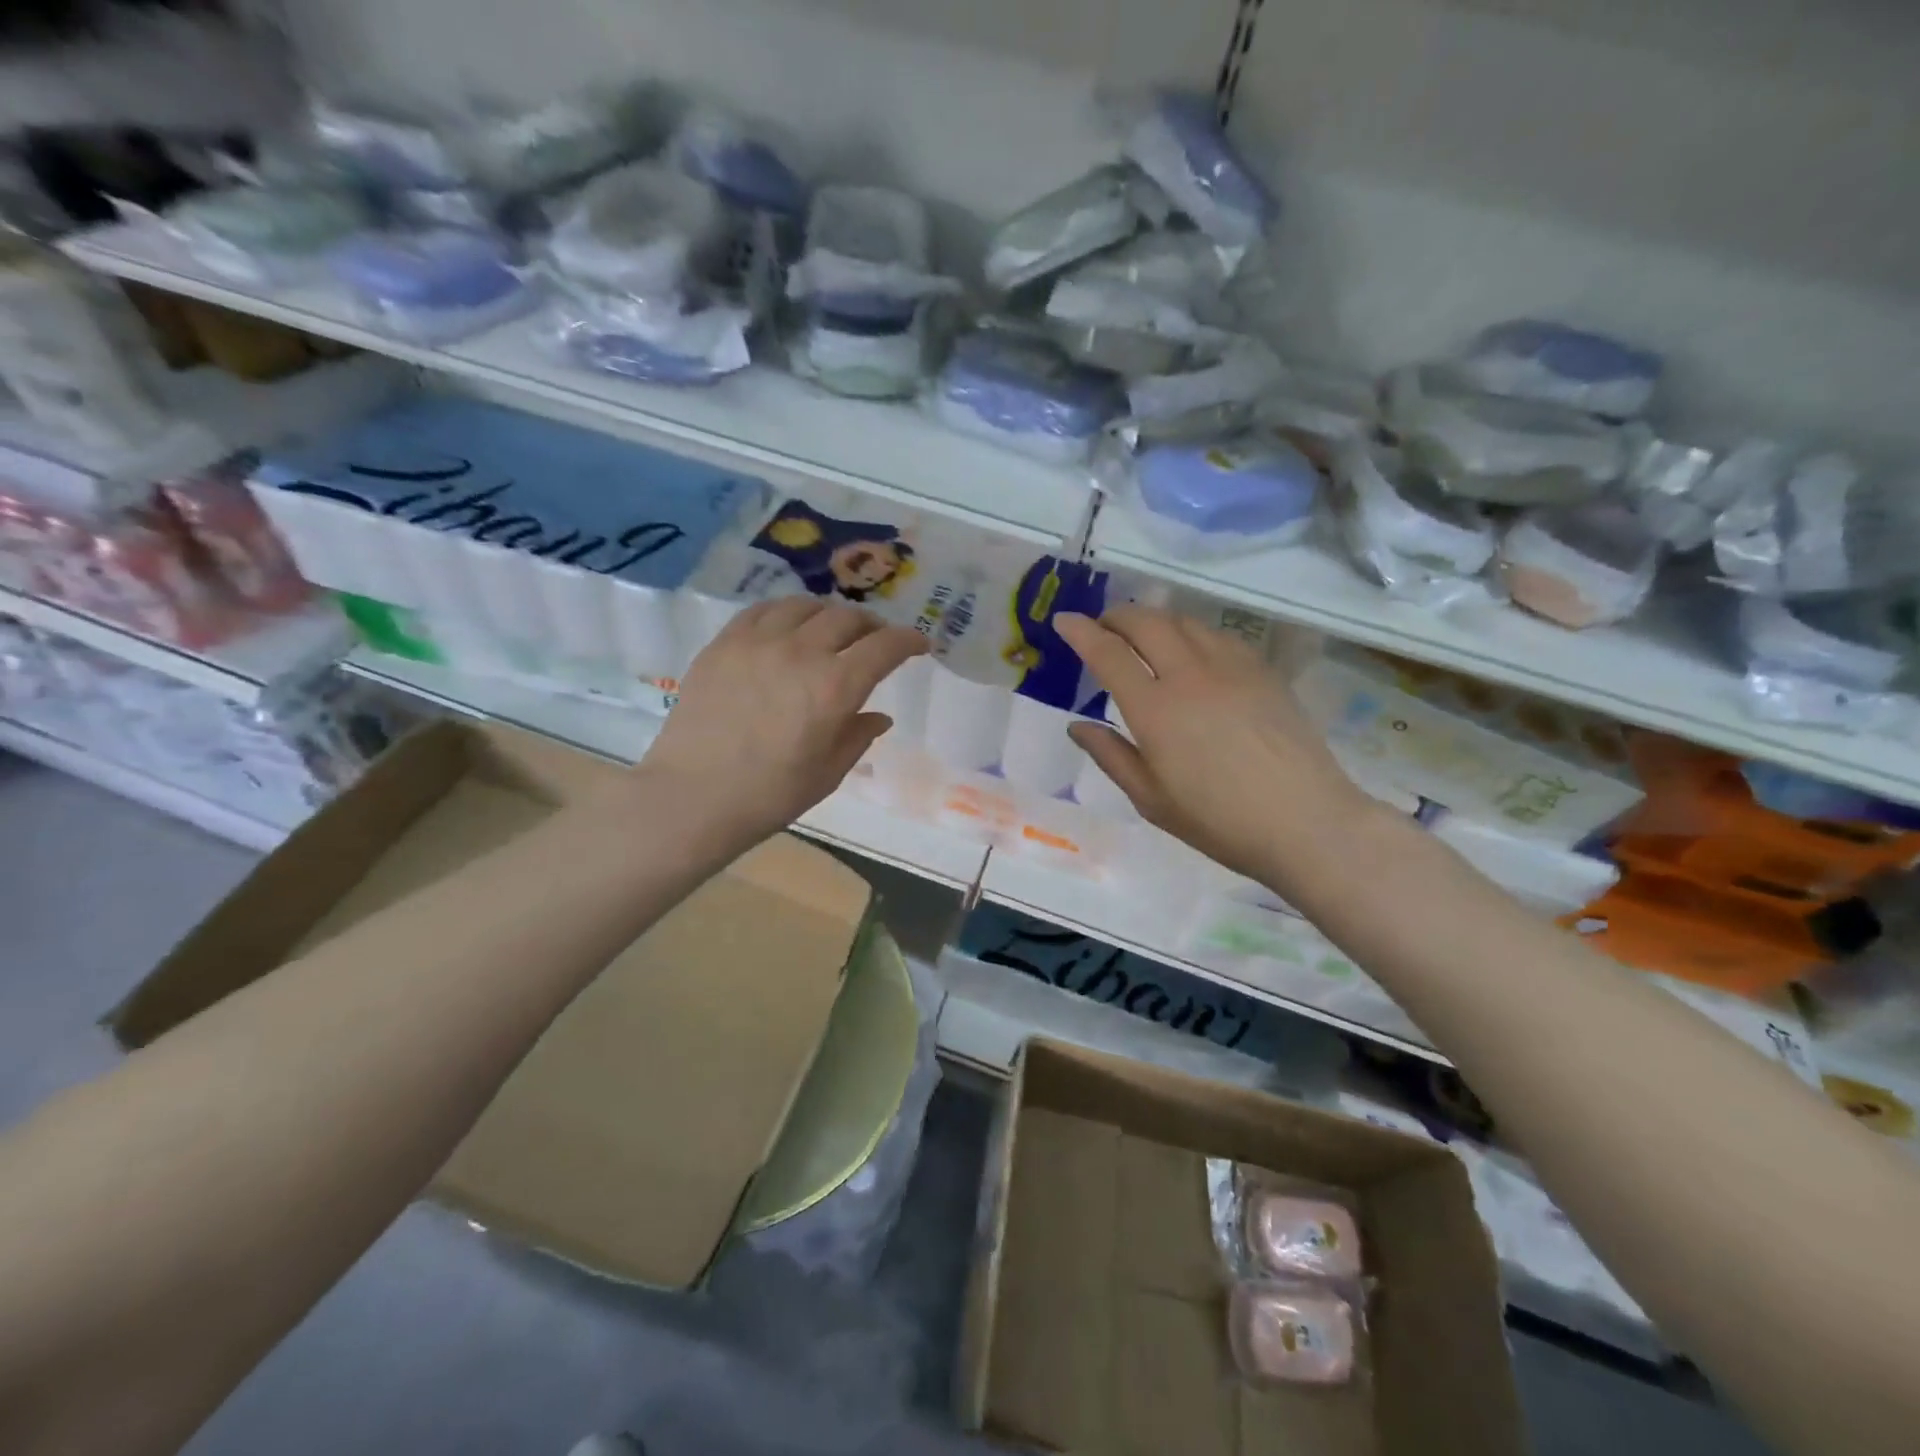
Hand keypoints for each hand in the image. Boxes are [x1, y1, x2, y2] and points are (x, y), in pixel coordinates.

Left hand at [638, 598, 927, 847]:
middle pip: (848, 618)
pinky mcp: (725, 643)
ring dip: (830, 614)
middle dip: (872, 626)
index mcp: (836, 687)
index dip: (909, 640)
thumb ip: (858, 737)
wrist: (692, 797)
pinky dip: (787, 612)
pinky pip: (763, 610)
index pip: (885, 647)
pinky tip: (788, 625)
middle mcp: (802, 652)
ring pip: (806, 606)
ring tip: (832, 629)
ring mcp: (759, 642)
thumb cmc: (769, 795)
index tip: (919, 644)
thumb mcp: (828, 773)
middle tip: (876, 641)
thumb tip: (878, 716)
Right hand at [1056, 606, 1368, 883]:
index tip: (1064, 620)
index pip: (1108, 653)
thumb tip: (1077, 726)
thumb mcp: (1151, 799)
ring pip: (1183, 621)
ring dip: (1153, 619)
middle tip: (1101, 626)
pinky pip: (1217, 635)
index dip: (1080, 632)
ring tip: (1142, 634)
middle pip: (1146, 622)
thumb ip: (1111, 756)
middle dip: (1116, 616)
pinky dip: (1191, 632)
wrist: (1305, 822)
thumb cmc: (1218, 821)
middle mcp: (1189, 675)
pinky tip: (1191, 650)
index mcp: (1154, 710)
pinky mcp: (1262, 670)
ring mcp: (1231, 667)